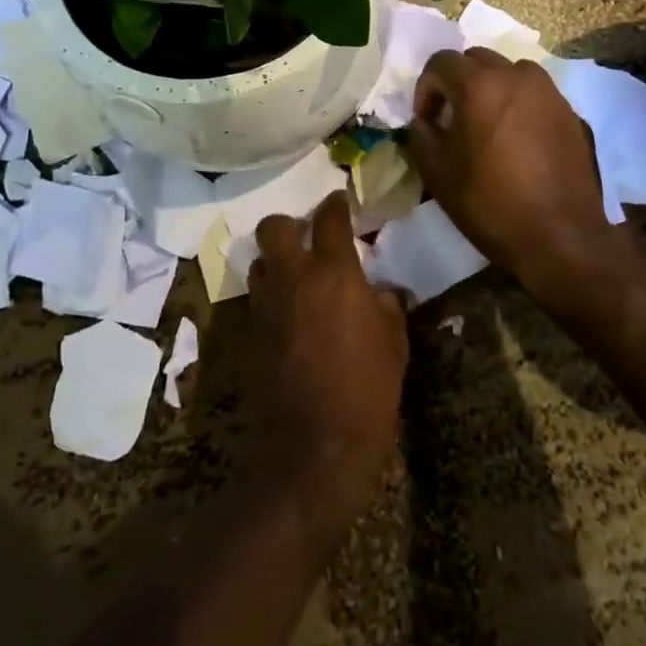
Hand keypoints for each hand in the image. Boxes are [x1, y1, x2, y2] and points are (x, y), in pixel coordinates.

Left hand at [248, 191, 408, 531]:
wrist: (312, 446)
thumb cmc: (367, 391)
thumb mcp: (395, 346)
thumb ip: (388, 308)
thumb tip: (383, 292)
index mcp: (334, 272)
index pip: (329, 218)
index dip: (336, 204)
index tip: (341, 200)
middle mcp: (293, 277)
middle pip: (276, 226)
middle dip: (291, 224)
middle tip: (310, 238)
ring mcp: (266, 304)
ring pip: (260, 261)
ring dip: (277, 260)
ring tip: (297, 276)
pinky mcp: (250, 332)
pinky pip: (257, 297)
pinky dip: (270, 294)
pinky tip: (289, 313)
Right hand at [406, 48, 622, 284]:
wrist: (561, 236)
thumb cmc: (491, 204)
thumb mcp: (438, 173)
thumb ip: (422, 135)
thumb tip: (425, 121)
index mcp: (479, 85)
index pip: (441, 62)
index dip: (426, 88)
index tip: (426, 120)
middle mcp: (516, 76)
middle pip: (477, 59)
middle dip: (458, 82)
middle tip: (453, 118)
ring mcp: (549, 92)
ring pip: (510, 72)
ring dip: (492, 88)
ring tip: (487, 124)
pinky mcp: (570, 112)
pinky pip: (535, 94)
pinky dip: (519, 104)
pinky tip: (517, 140)